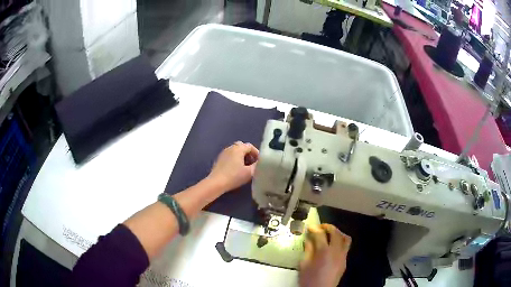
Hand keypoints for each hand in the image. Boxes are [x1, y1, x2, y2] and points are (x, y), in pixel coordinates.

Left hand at [207, 141, 258, 191]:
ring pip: (235, 151)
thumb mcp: (249, 172)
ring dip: (241, 156)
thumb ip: (257, 165)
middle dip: (248, 154)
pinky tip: (236, 169)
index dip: (256, 153)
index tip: (259, 162)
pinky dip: (235, 159)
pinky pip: (229, 155)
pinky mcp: (219, 159)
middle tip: (252, 163)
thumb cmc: (234, 176)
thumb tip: (260, 162)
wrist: (216, 183)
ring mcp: (223, 153)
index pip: (250, 146)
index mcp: (238, 148)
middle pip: (242, 146)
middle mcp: (230, 148)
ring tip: (245, 167)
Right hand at [299, 224, 350, 286]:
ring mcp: (343, 256)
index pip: (320, 235)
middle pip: (336, 233)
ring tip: (330, 234)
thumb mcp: (304, 264)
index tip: (310, 227)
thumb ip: (308, 250)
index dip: (315, 229)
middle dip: (328, 227)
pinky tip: (333, 246)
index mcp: (324, 251)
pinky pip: (346, 247)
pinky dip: (340, 241)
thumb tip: (309, 240)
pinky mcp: (345, 261)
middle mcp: (336, 251)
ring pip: (345, 238)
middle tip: (320, 227)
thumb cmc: (309, 279)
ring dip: (338, 233)